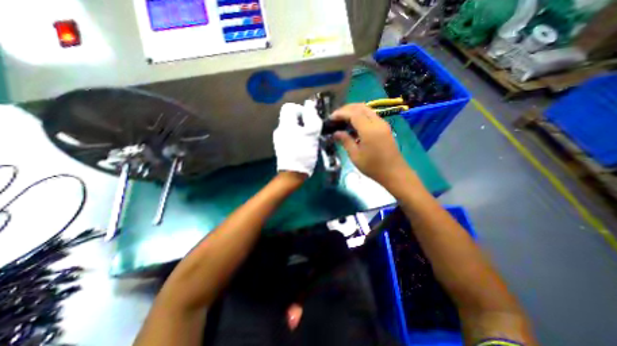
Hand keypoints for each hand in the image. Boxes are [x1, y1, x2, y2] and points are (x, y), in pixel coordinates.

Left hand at [274, 98, 323, 175]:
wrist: (293, 173)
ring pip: (292, 127)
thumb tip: (309, 104)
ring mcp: (279, 138)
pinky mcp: (281, 146)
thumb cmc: (303, 153)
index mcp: (285, 124)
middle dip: (303, 121)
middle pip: (291, 117)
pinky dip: (298, 137)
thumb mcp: (311, 134)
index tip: (310, 120)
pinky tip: (303, 146)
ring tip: (309, 139)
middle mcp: (280, 129)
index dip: (301, 110)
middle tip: (312, 131)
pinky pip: (290, 136)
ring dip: (301, 130)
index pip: (289, 107)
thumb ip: (311, 117)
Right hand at [330, 103, 411, 185]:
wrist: (394, 173)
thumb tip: (336, 133)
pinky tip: (354, 125)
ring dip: (354, 111)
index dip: (341, 113)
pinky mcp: (384, 128)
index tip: (330, 118)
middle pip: (361, 107)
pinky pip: (371, 116)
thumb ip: (345, 141)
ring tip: (342, 119)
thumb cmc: (373, 166)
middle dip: (346, 109)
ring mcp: (382, 124)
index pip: (353, 114)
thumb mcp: (355, 156)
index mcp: (369, 130)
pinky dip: (360, 116)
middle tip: (336, 117)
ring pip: (367, 110)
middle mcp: (377, 123)